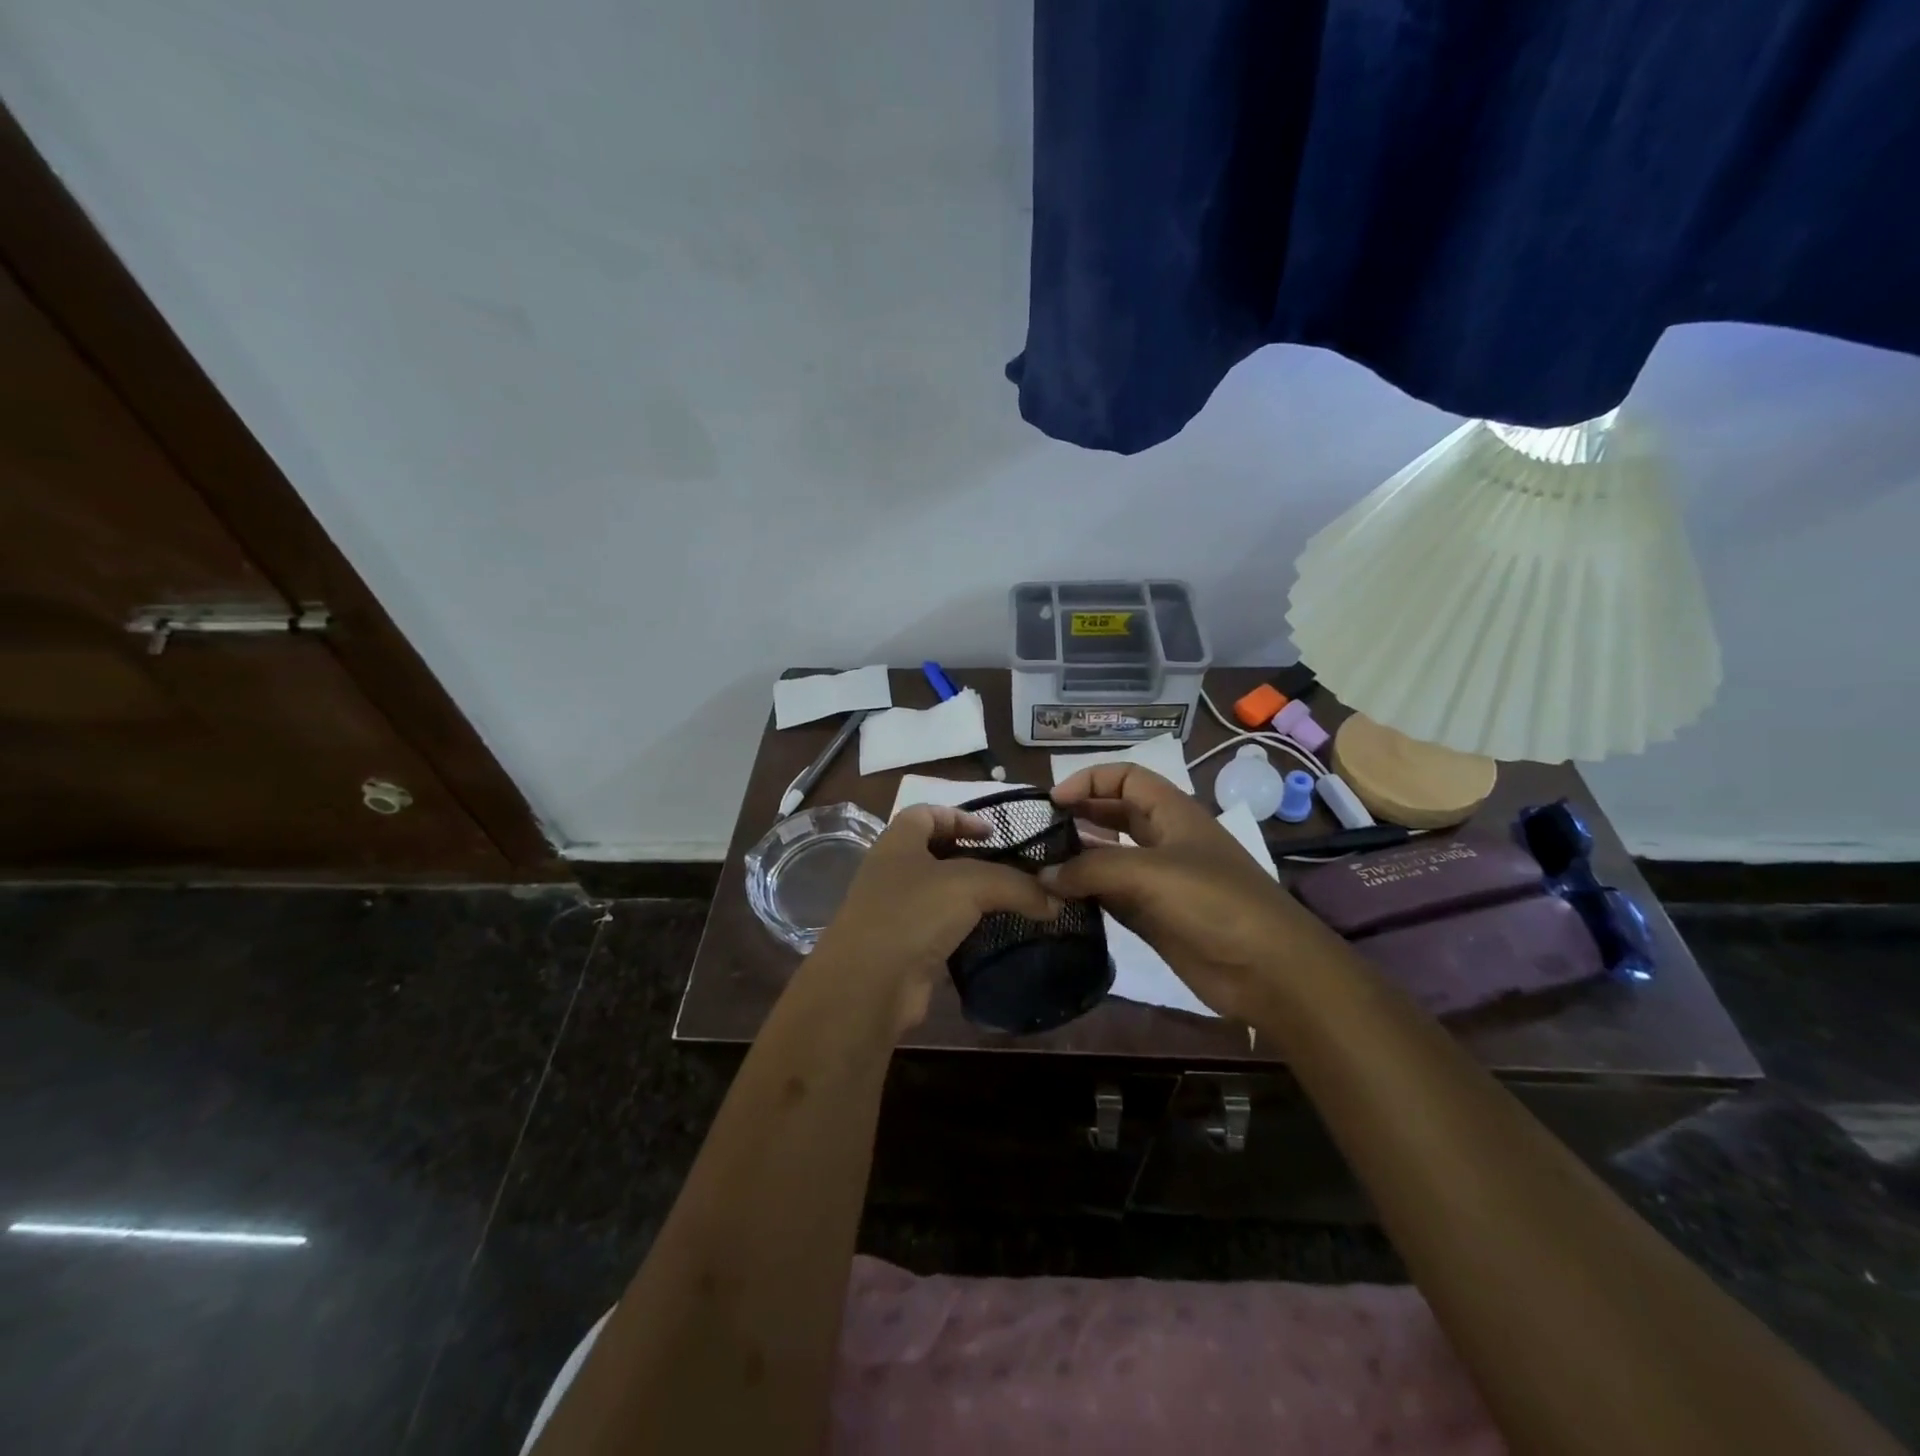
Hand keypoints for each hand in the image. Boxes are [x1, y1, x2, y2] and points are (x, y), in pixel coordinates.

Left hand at [809, 804, 1059, 1035]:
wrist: (869, 985)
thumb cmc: (913, 913)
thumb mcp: (971, 885)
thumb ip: (1016, 885)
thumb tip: (1055, 901)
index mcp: (898, 841)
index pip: (928, 812)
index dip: (961, 816)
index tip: (995, 833)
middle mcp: (892, 872)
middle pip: (935, 853)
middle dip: (972, 858)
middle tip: (1011, 869)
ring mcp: (895, 912)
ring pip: (939, 894)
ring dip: (971, 898)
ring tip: (1010, 903)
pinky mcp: (904, 948)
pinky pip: (940, 930)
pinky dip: (965, 931)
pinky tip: (992, 937)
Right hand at [1046, 764, 1343, 1020]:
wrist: (1269, 970)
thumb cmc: (1214, 903)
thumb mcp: (1150, 873)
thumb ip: (1092, 869)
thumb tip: (1043, 875)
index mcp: (1172, 813)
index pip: (1126, 778)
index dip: (1090, 781)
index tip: (1052, 802)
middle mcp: (1163, 840)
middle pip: (1114, 815)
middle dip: (1078, 817)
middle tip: (1036, 834)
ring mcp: (1158, 881)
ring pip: (1108, 858)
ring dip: (1077, 860)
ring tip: (1039, 867)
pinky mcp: (1153, 917)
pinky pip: (1111, 897)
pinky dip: (1085, 895)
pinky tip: (1058, 902)